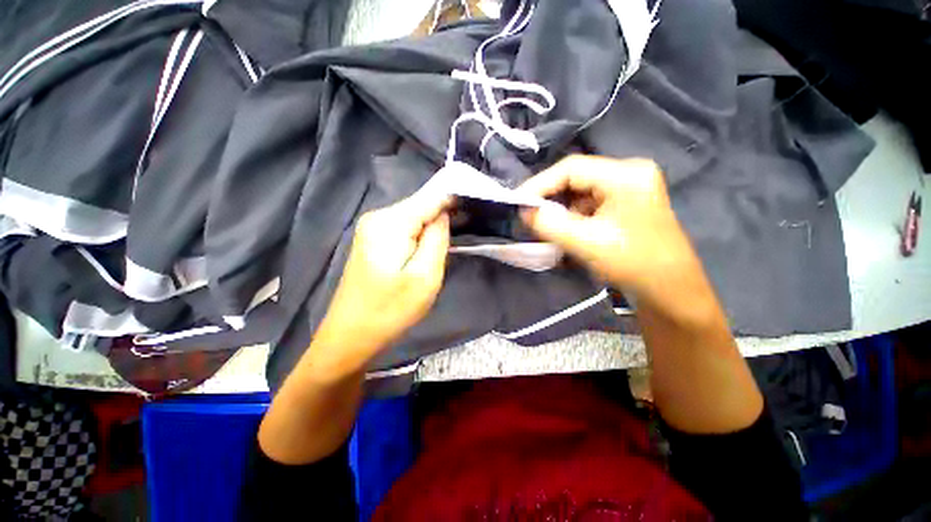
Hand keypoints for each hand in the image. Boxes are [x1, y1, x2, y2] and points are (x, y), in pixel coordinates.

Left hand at [312, 188, 451, 373]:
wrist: (350, 334)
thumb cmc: (390, 310)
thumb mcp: (425, 276)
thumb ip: (437, 238)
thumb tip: (445, 213)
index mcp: (390, 222)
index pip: (431, 197)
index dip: (454, 198)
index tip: (476, 203)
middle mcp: (378, 216)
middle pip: (422, 205)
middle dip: (444, 216)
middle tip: (463, 232)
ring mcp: (372, 227)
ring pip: (414, 217)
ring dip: (432, 228)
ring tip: (448, 243)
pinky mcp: (373, 240)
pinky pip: (405, 228)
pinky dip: (420, 235)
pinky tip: (427, 249)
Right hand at [518, 156, 699, 305]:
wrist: (669, 290)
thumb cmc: (632, 263)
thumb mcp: (585, 242)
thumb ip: (549, 224)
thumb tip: (524, 210)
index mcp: (625, 175)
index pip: (571, 168)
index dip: (539, 183)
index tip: (517, 201)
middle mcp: (629, 173)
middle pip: (576, 177)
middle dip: (550, 198)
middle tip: (529, 215)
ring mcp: (629, 187)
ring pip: (581, 191)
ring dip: (561, 209)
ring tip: (546, 227)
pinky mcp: (626, 202)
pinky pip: (590, 202)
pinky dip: (573, 216)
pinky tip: (567, 231)